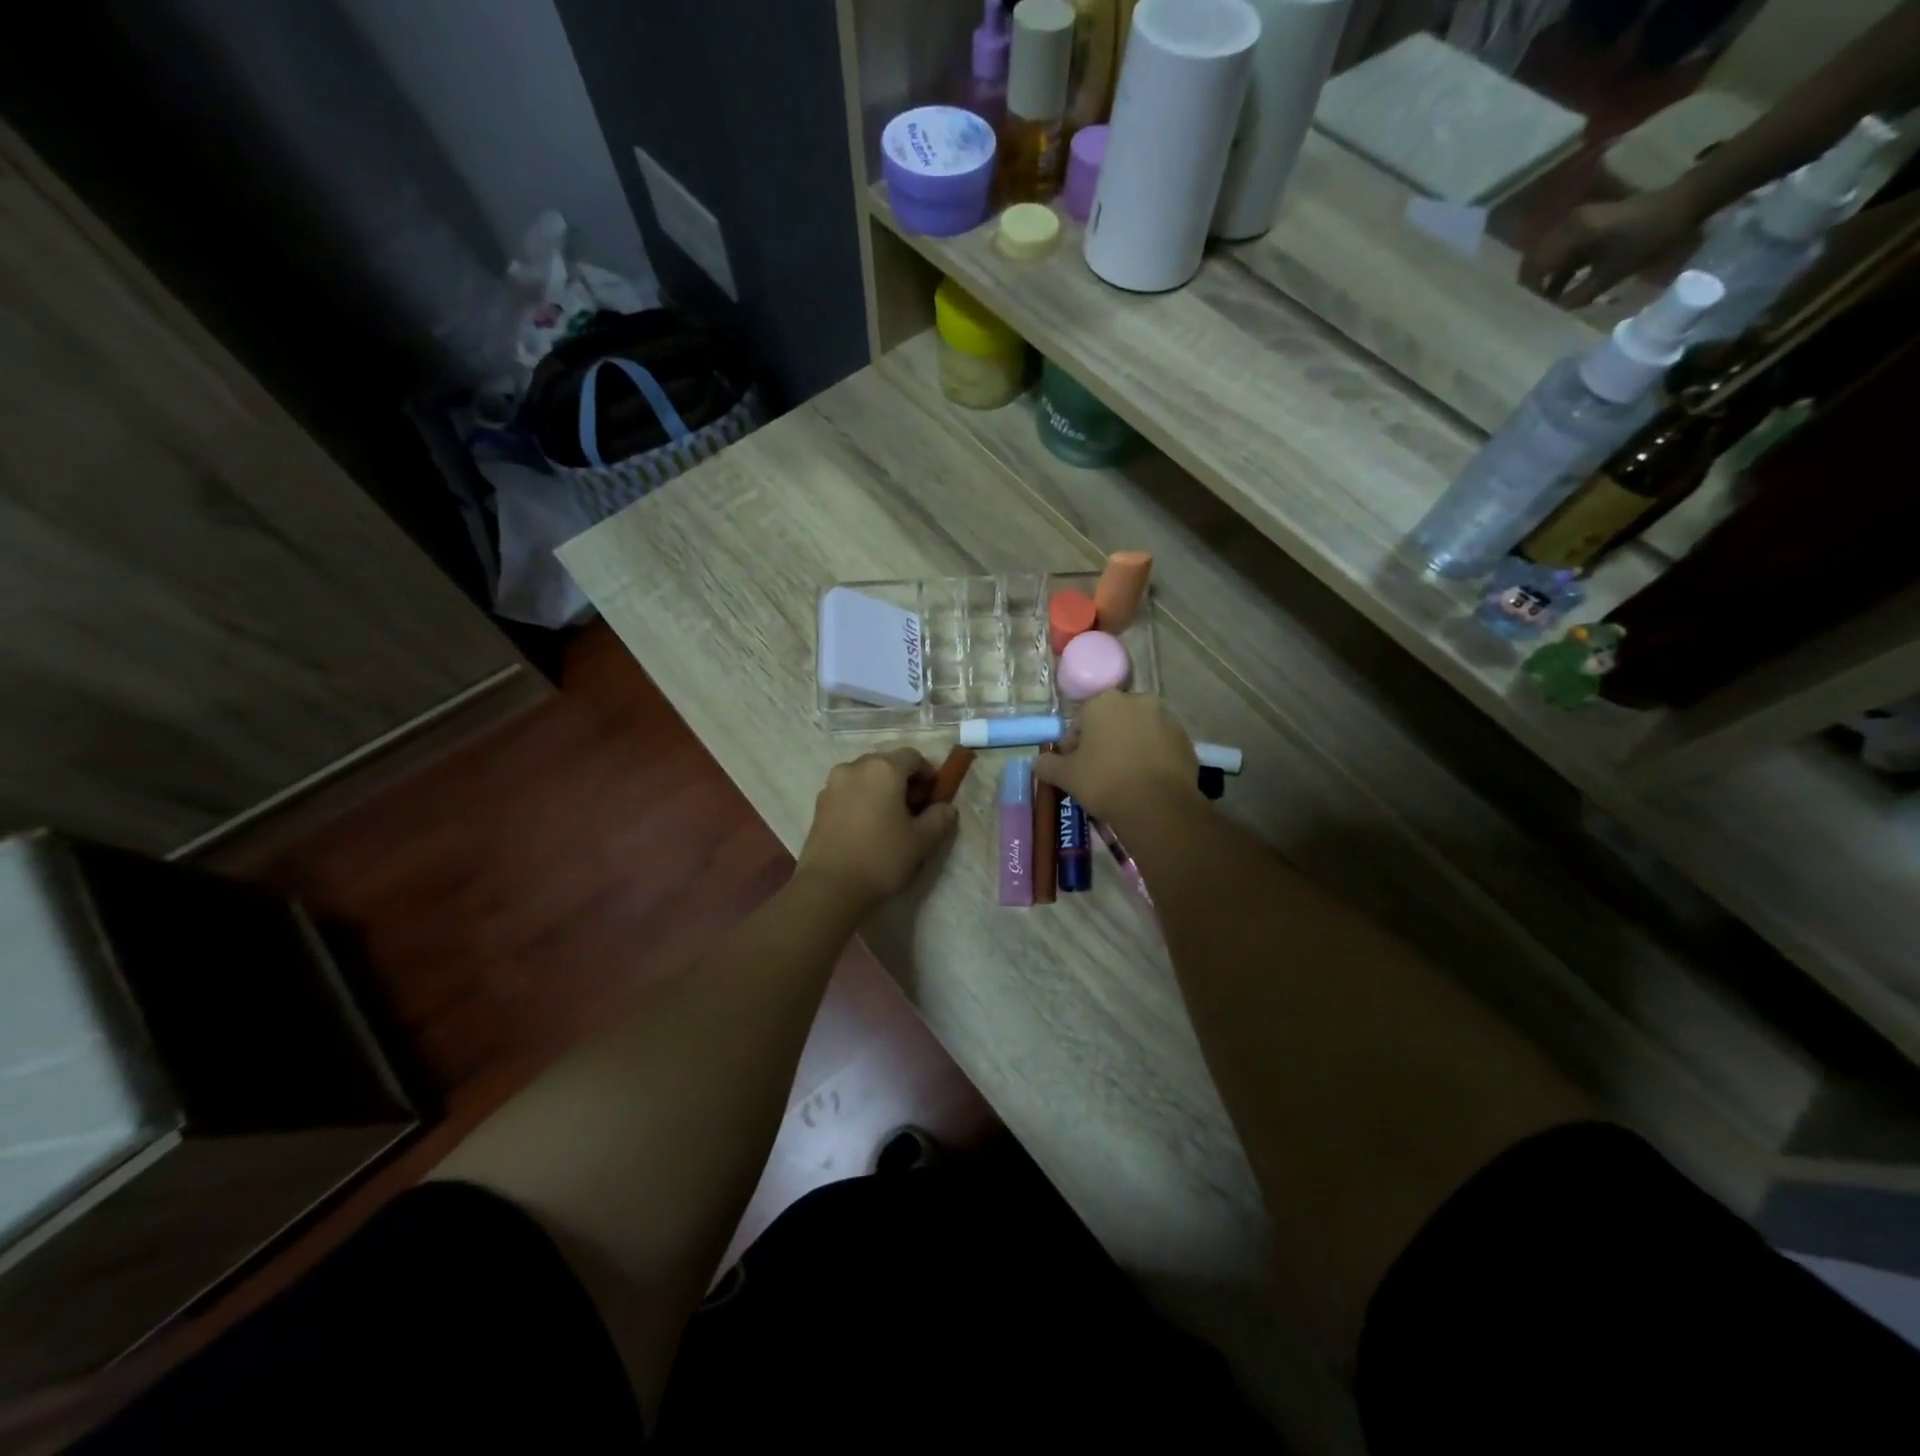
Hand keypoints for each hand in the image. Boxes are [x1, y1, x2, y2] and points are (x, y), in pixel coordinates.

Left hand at [795, 749, 957, 908]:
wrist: (829, 887)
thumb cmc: (881, 858)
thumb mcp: (922, 841)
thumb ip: (939, 818)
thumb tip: (946, 808)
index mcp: (883, 769)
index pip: (913, 757)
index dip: (928, 774)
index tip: (934, 798)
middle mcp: (855, 767)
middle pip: (886, 764)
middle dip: (903, 781)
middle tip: (914, 810)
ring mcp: (832, 785)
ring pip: (865, 777)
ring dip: (881, 790)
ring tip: (889, 820)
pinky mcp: (819, 804)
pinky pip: (848, 792)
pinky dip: (861, 800)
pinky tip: (867, 828)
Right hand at [1034, 692, 1200, 833]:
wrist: (1157, 806)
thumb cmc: (1104, 782)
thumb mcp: (1066, 776)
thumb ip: (1048, 764)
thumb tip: (1039, 762)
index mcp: (1104, 701)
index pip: (1080, 720)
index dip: (1074, 745)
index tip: (1074, 767)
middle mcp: (1137, 700)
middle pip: (1112, 721)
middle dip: (1104, 741)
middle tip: (1097, 771)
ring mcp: (1165, 718)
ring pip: (1138, 731)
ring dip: (1128, 747)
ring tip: (1123, 777)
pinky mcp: (1185, 739)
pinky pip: (1160, 745)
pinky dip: (1151, 757)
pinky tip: (1145, 781)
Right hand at [1520, 191, 1701, 307]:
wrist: (1684, 203)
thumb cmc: (1649, 239)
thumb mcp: (1612, 274)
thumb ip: (1579, 295)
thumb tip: (1555, 309)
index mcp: (1571, 237)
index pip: (1534, 268)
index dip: (1531, 291)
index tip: (1534, 309)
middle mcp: (1567, 225)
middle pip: (1535, 260)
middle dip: (1535, 283)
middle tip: (1539, 305)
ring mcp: (1577, 220)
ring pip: (1546, 255)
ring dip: (1547, 275)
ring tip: (1553, 296)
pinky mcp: (1587, 220)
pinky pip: (1561, 247)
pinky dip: (1560, 265)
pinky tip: (1566, 280)